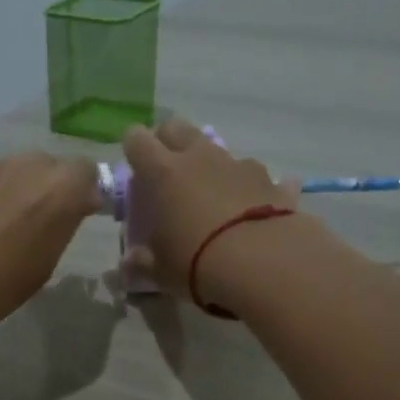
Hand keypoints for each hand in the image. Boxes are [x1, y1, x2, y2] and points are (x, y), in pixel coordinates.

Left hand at [0, 153, 100, 344]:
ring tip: (3, 228)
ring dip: (18, 192)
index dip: (84, 194)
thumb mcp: (45, 264)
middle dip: (51, 190)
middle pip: (50, 167)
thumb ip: (62, 226)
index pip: (88, 173)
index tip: (78, 217)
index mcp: (60, 188)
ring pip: (17, 172)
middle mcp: (28, 165)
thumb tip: (68, 209)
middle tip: (40, 224)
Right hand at [121, 119, 299, 301]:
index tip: (134, 165)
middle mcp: (200, 158)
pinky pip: (256, 177)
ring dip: (209, 165)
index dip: (133, 147)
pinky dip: (250, 189)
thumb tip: (129, 263)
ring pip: (217, 150)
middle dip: (168, 141)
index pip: (137, 141)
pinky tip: (254, 210)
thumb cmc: (196, 263)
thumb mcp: (160, 271)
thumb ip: (141, 262)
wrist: (262, 263)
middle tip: (166, 170)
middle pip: (177, 128)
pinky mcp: (270, 181)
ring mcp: (238, 165)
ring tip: (210, 196)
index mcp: (164, 173)